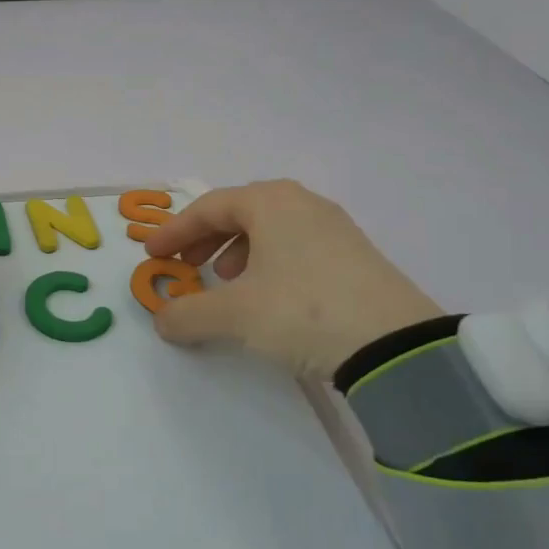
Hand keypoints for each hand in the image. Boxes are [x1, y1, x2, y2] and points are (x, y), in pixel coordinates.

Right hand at [145, 180, 441, 378]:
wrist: (395, 346)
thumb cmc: (301, 311)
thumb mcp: (235, 315)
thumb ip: (189, 314)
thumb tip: (162, 320)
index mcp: (270, 202)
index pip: (208, 208)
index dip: (174, 231)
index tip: (153, 255)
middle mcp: (302, 203)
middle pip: (240, 212)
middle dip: (206, 239)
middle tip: (188, 266)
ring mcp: (335, 228)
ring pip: (271, 230)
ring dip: (239, 252)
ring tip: (229, 283)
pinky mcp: (356, 255)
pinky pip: (298, 246)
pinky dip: (270, 263)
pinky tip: (270, 296)